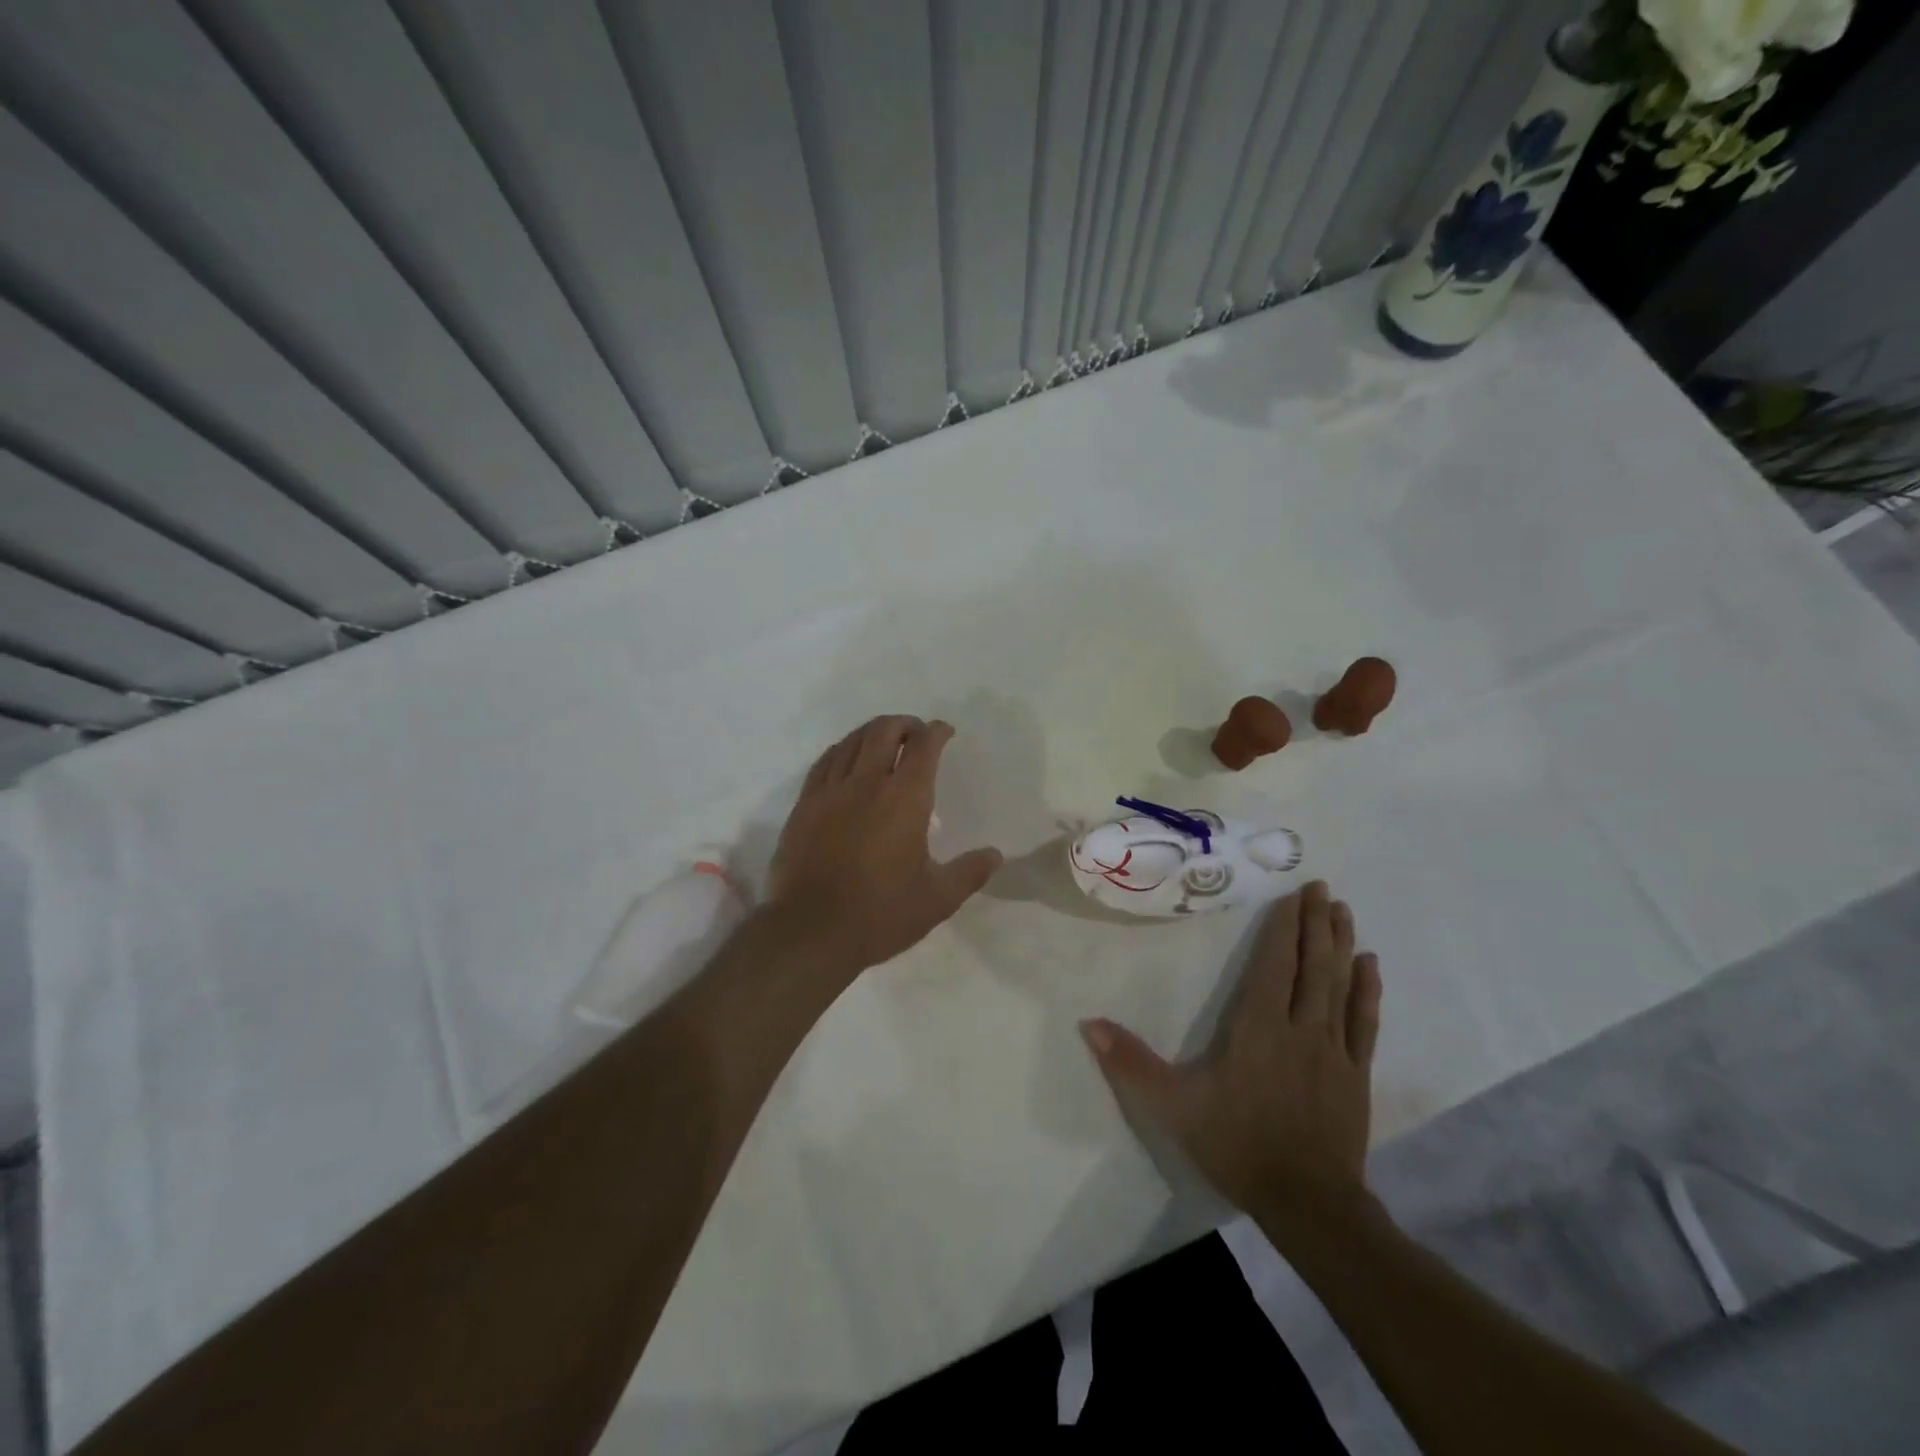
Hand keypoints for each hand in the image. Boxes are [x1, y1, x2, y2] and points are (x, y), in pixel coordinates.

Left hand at [767, 715, 1002, 976]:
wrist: (811, 931)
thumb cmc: (881, 914)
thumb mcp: (937, 899)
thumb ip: (969, 872)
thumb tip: (995, 854)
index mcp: (905, 799)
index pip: (924, 747)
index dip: (937, 732)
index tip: (945, 732)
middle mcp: (867, 783)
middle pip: (884, 732)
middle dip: (905, 724)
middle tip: (917, 733)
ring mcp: (830, 791)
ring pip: (852, 741)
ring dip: (873, 731)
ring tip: (885, 739)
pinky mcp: (804, 805)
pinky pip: (825, 762)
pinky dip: (843, 749)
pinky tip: (847, 758)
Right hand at [1080, 881, 1381, 1225]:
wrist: (1308, 1204)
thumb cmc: (1237, 1145)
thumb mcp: (1173, 1106)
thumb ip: (1131, 1062)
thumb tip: (1089, 1024)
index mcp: (1258, 1026)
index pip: (1274, 964)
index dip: (1284, 927)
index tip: (1294, 894)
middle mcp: (1300, 1027)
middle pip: (1311, 965)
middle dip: (1315, 923)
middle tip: (1322, 887)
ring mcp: (1333, 1050)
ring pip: (1339, 985)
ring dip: (1341, 945)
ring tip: (1344, 911)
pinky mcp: (1355, 1074)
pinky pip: (1364, 1022)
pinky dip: (1367, 991)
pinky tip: (1372, 966)